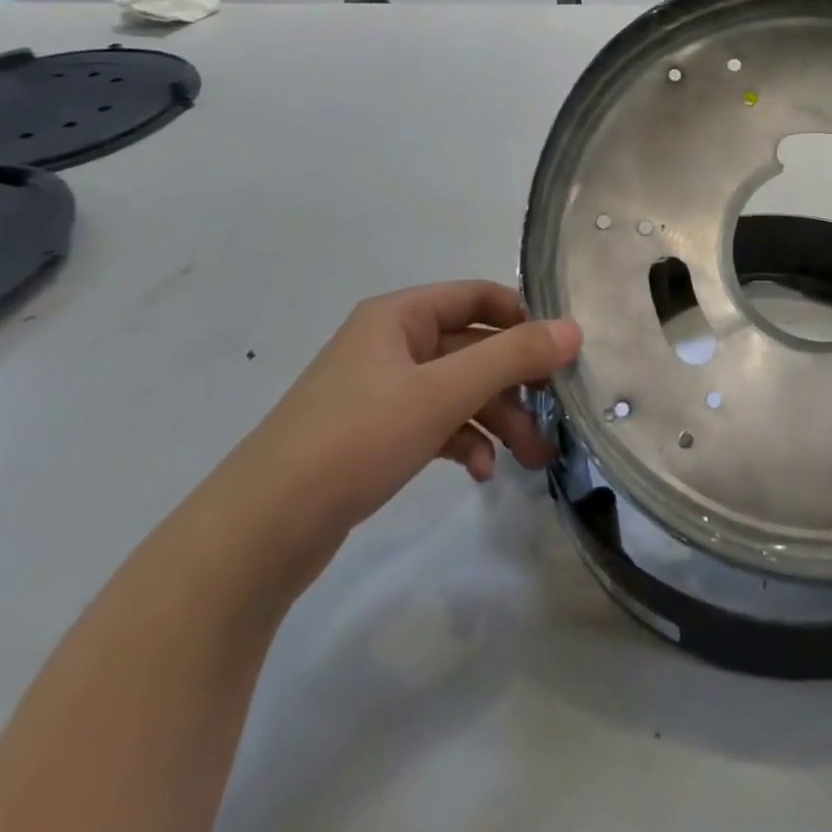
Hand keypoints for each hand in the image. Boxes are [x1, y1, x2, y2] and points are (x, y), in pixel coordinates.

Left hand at [229, 282, 581, 547]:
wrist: (257, 534)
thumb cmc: (355, 440)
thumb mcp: (443, 393)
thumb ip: (512, 357)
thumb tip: (573, 329)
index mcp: (399, 317)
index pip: (478, 296)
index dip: (522, 318)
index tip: (561, 353)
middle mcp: (391, 345)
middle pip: (473, 348)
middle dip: (516, 383)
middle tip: (556, 417)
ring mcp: (380, 392)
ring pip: (458, 391)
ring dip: (497, 419)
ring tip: (532, 458)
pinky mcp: (374, 436)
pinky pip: (435, 424)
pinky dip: (464, 441)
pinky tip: (481, 472)